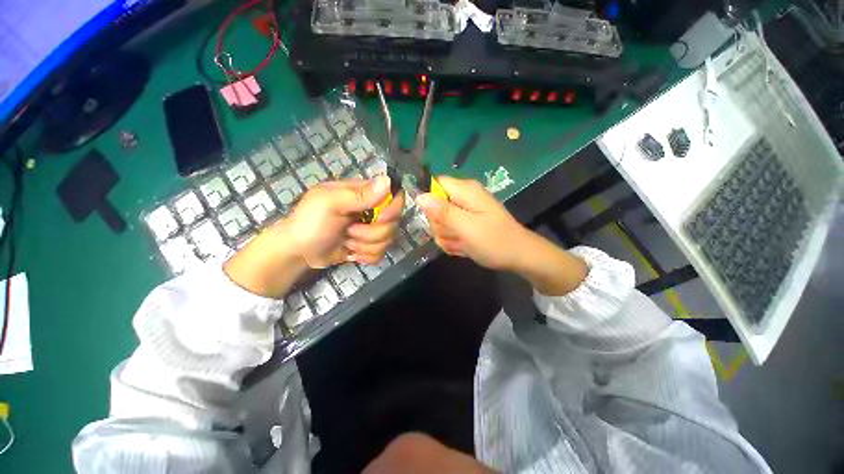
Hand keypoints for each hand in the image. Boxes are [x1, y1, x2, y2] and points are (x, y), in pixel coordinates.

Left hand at [224, 176, 403, 296]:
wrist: (298, 251)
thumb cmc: (309, 222)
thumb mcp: (329, 203)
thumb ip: (359, 194)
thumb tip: (388, 181)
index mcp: (364, 194)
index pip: (394, 195)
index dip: (392, 208)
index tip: (379, 217)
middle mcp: (372, 210)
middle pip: (394, 222)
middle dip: (372, 232)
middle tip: (350, 231)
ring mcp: (371, 229)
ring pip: (388, 240)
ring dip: (365, 245)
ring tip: (346, 241)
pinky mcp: (369, 246)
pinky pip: (381, 253)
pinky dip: (365, 256)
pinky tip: (350, 252)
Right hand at [417, 176, 587, 294]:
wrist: (518, 256)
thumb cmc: (494, 241)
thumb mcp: (466, 227)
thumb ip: (442, 211)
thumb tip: (419, 196)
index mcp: (465, 190)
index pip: (434, 185)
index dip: (429, 201)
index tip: (434, 219)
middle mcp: (464, 196)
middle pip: (435, 205)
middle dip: (440, 225)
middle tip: (454, 235)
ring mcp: (465, 210)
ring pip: (441, 221)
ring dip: (447, 236)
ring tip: (461, 243)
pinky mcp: (467, 222)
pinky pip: (449, 229)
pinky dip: (453, 240)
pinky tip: (463, 247)